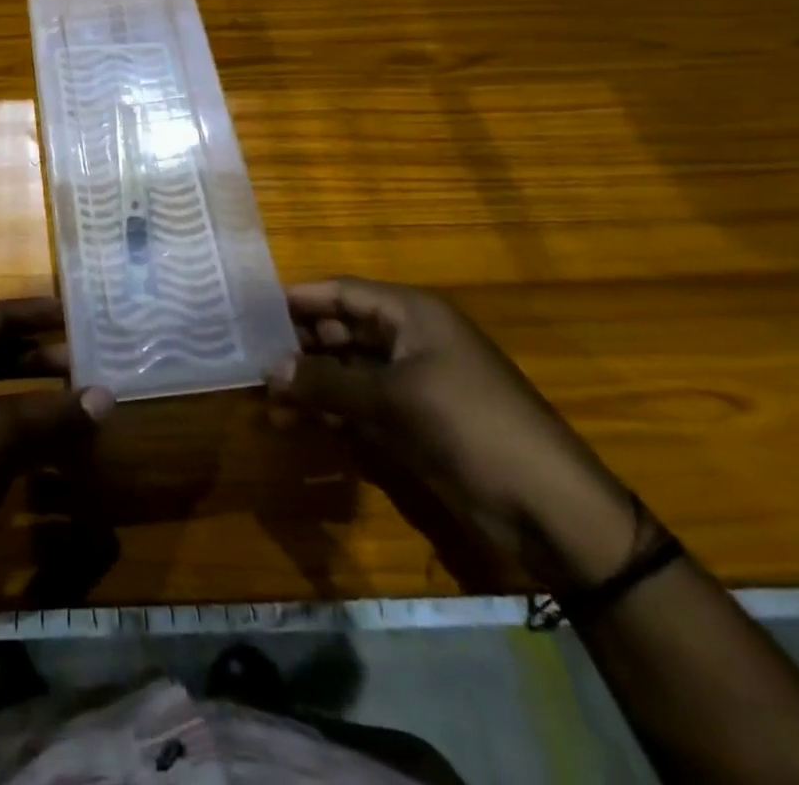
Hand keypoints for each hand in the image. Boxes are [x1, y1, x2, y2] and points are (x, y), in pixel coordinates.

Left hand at [0, 297, 114, 581]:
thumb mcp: (4, 435)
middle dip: (39, 357)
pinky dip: (14, 426)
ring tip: (73, 401)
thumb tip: (106, 396)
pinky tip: (46, 445)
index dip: (37, 313)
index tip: (75, 315)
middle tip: (83, 362)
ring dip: (30, 394)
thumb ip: (55, 412)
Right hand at [265, 278, 637, 591]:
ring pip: (345, 370)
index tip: (250, 311)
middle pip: (340, 330)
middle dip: (298, 346)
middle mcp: (407, 339)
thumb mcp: (394, 399)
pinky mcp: (412, 421)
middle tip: (252, 364)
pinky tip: (298, 424)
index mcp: (411, 314)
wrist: (548, 507)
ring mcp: (410, 381)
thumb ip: (327, 383)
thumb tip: (268, 369)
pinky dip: (330, 410)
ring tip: (268, 403)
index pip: (341, 292)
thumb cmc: (471, 426)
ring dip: (309, 384)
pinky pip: (359, 404)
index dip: (298, 299)